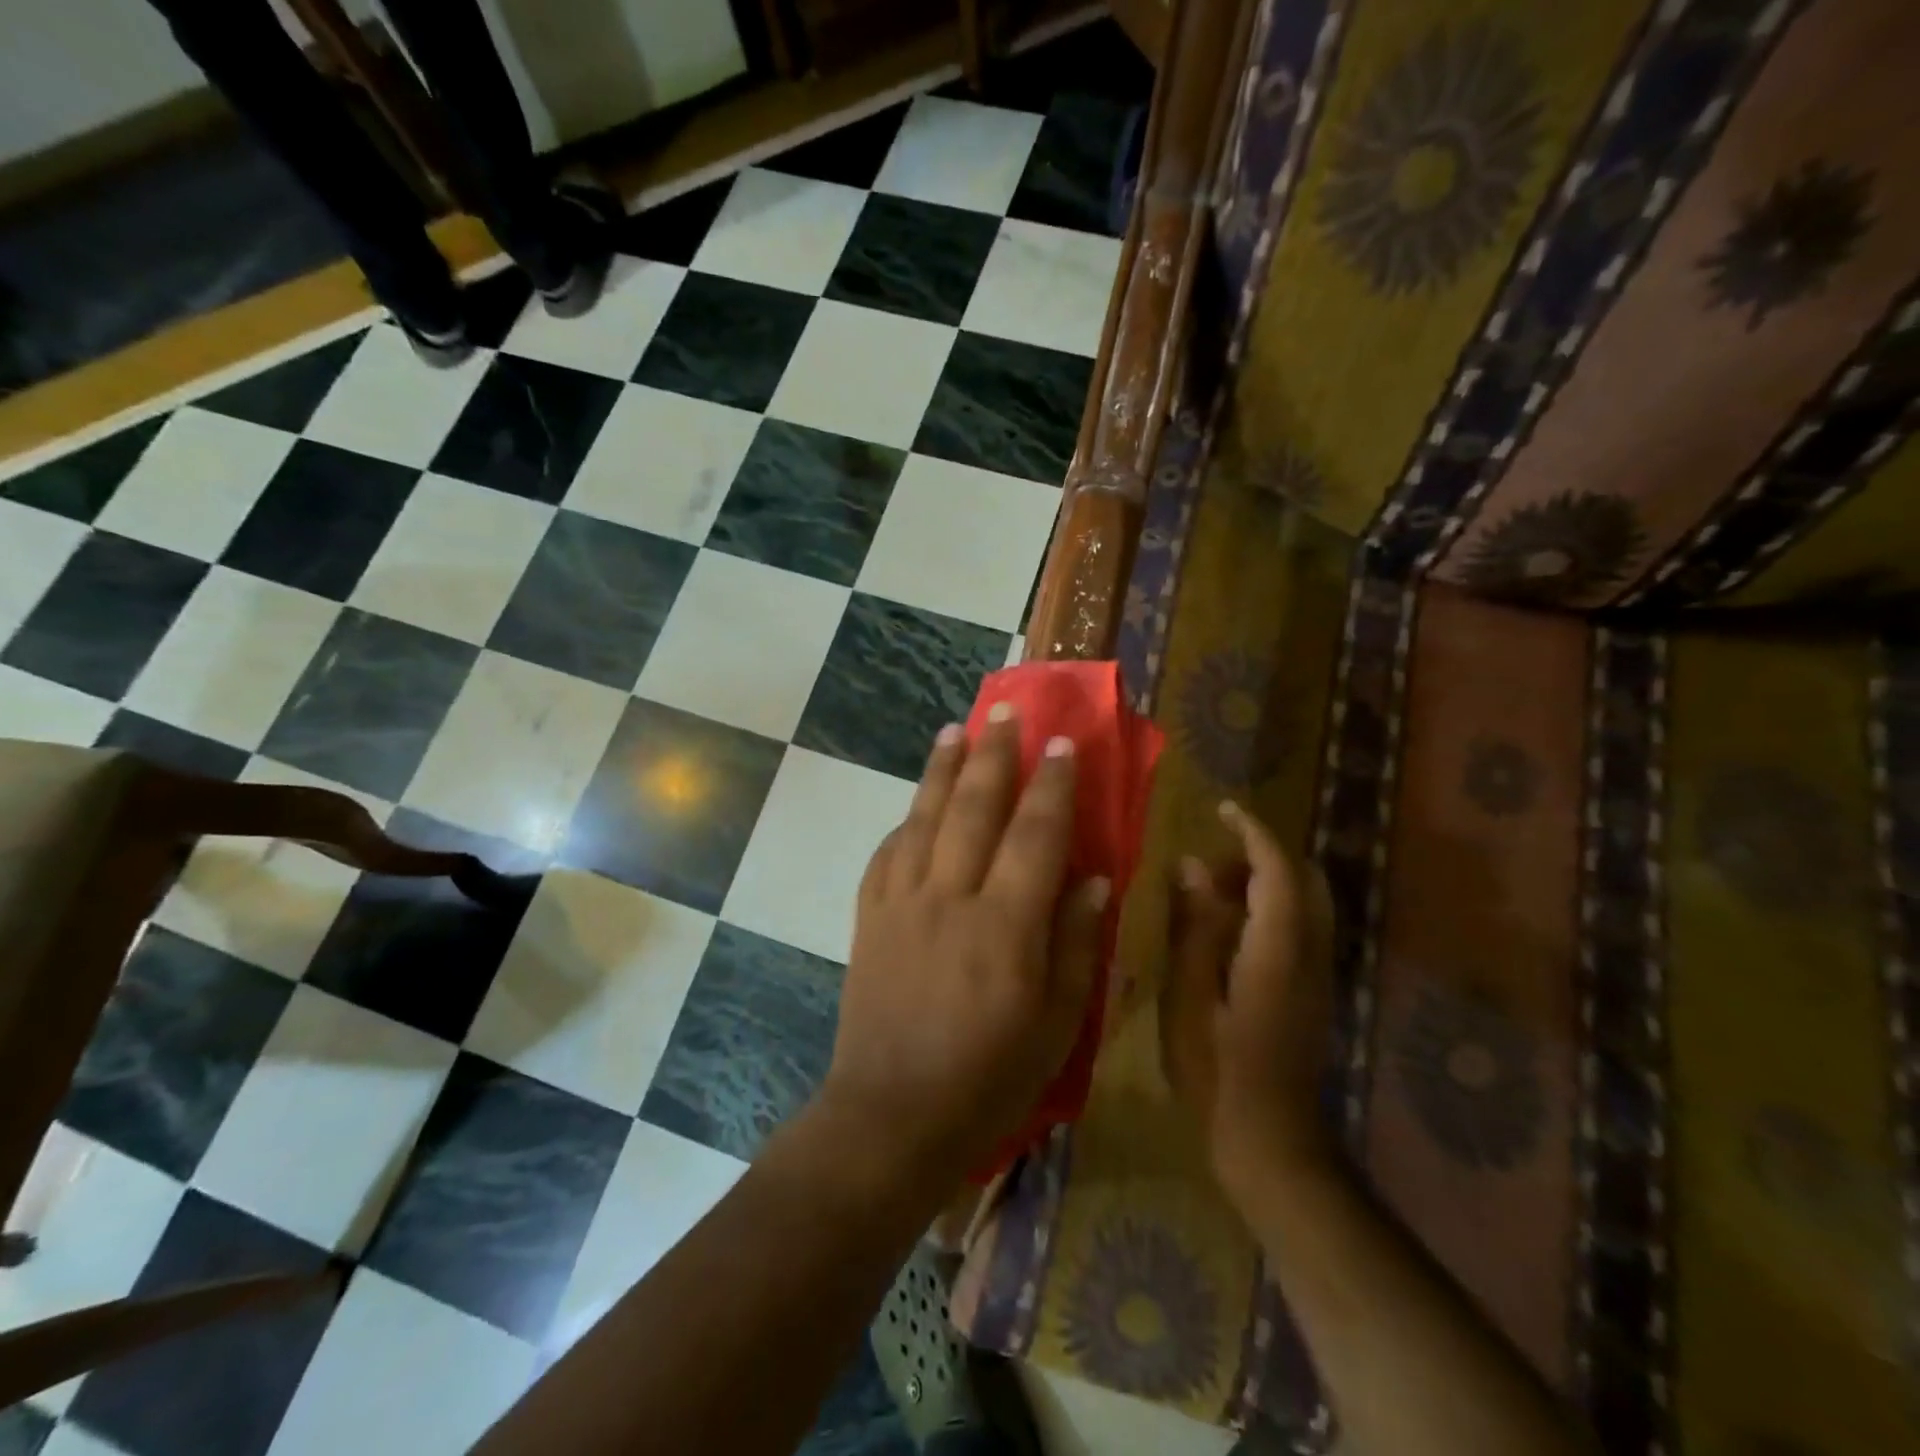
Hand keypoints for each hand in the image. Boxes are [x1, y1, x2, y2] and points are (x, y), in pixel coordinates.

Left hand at [820, 706, 1108, 1185]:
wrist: (891, 1116)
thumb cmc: (988, 1079)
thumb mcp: (1056, 1027)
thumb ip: (1077, 946)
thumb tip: (1092, 879)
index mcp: (1004, 926)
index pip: (1035, 835)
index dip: (1052, 785)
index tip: (1062, 743)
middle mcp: (949, 898)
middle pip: (973, 808)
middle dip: (992, 754)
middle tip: (1004, 710)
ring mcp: (901, 904)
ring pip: (923, 818)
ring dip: (941, 769)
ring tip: (954, 729)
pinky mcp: (869, 919)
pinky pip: (887, 855)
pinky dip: (905, 823)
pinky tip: (914, 806)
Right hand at [1161, 800, 1337, 1214]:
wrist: (1271, 1142)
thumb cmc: (1217, 1070)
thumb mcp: (1189, 995)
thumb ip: (1196, 926)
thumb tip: (1194, 868)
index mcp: (1279, 949)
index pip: (1278, 869)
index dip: (1252, 832)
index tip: (1221, 809)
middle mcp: (1312, 953)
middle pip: (1304, 880)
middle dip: (1262, 857)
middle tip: (1212, 865)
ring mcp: (1320, 975)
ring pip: (1306, 904)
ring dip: (1266, 885)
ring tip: (1212, 898)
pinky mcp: (1316, 994)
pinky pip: (1302, 929)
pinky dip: (1272, 911)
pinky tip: (1229, 935)